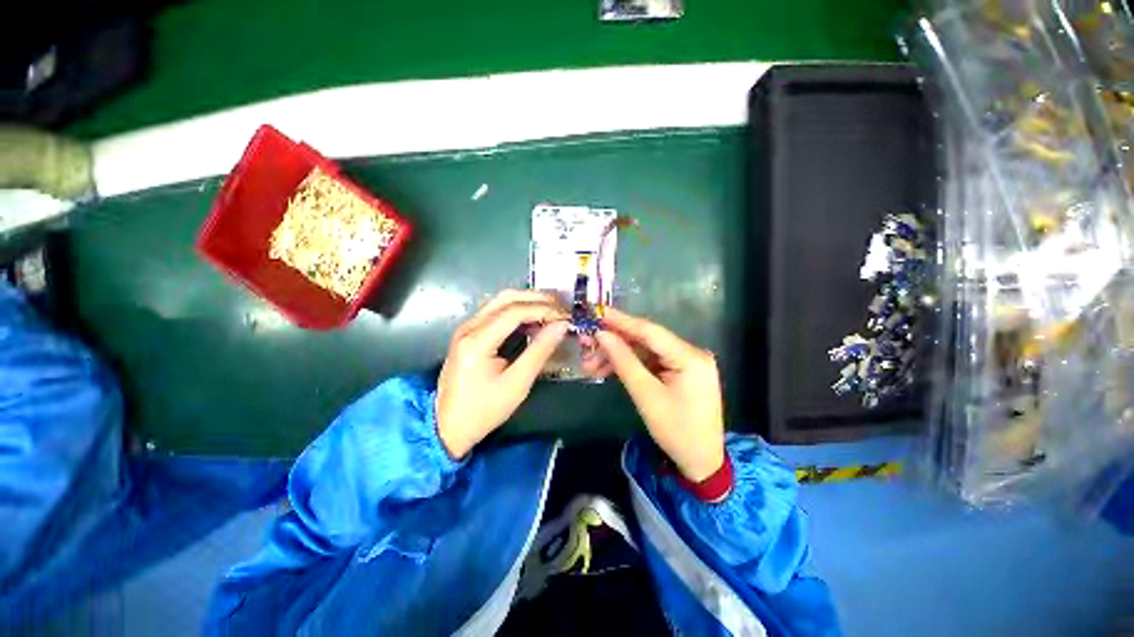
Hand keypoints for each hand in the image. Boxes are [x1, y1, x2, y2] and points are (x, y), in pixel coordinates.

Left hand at [436, 290, 568, 458]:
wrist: (448, 425)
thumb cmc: (484, 409)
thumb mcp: (517, 384)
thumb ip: (540, 351)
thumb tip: (560, 326)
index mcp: (477, 341)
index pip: (514, 312)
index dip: (543, 309)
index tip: (565, 317)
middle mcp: (469, 327)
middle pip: (505, 298)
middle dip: (536, 299)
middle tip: (561, 307)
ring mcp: (466, 328)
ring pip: (499, 301)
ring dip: (526, 301)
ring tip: (551, 310)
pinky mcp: (468, 333)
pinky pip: (495, 311)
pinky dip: (516, 310)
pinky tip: (532, 319)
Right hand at [595, 308, 725, 481]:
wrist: (701, 462)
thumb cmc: (676, 431)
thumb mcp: (646, 395)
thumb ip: (623, 361)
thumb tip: (602, 335)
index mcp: (689, 356)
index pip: (649, 330)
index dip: (620, 320)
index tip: (596, 313)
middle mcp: (690, 352)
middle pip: (645, 340)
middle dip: (614, 342)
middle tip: (585, 343)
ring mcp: (685, 362)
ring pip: (644, 350)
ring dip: (617, 356)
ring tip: (590, 364)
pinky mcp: (679, 371)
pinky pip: (650, 361)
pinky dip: (629, 365)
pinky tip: (607, 369)